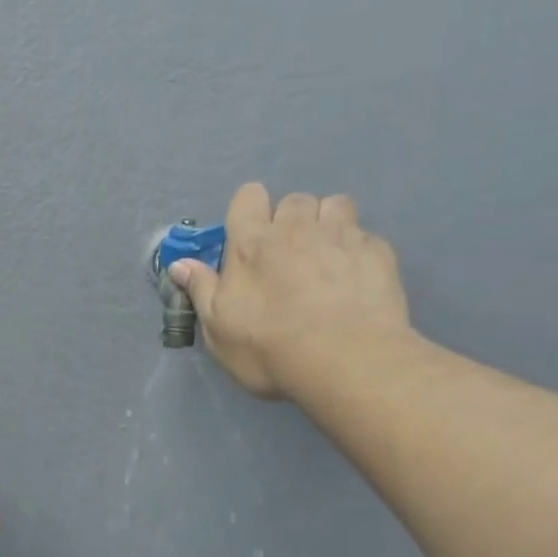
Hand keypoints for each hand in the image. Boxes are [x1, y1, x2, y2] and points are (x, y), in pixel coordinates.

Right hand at [170, 183, 414, 399]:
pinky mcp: (377, 251)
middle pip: (293, 201)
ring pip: (335, 206)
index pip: (248, 197)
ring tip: (327, 260)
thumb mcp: (219, 330)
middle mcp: (296, 227)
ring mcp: (341, 235)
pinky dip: (357, 252)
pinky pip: (364, 237)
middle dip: (291, 222)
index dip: (249, 213)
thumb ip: (201, 291)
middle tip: (290, 259)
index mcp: (252, 244)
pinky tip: (356, 282)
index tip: (250, 241)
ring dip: (328, 225)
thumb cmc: (268, 349)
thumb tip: (179, 264)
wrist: (343, 359)